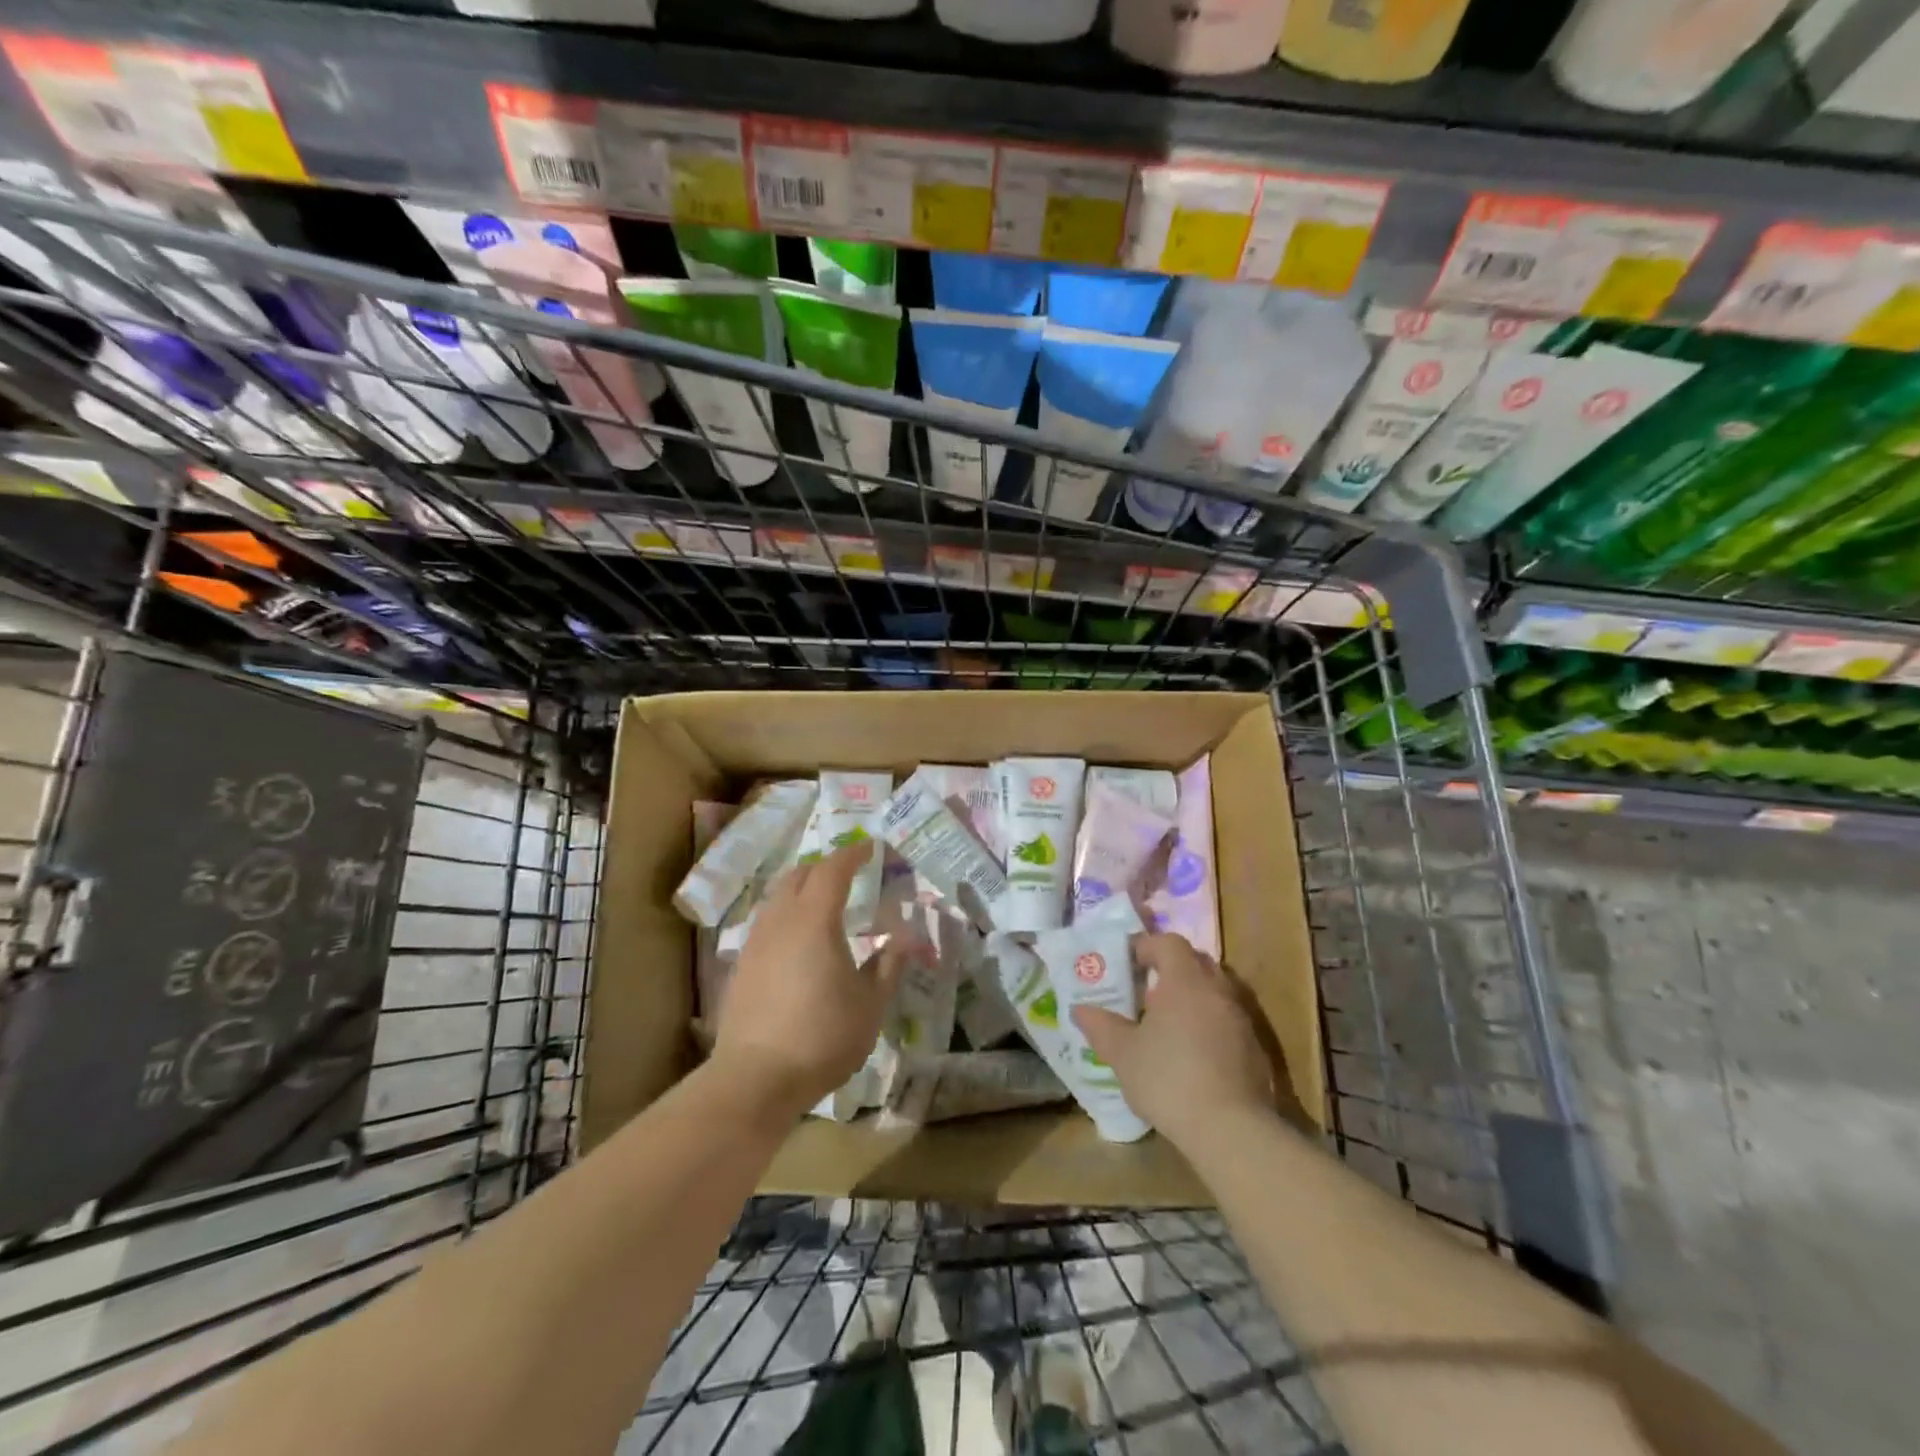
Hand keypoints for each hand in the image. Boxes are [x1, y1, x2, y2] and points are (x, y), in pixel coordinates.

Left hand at [712, 840, 907, 1120]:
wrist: (755, 1078)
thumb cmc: (822, 1037)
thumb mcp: (870, 1004)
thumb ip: (888, 965)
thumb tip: (902, 937)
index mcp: (815, 920)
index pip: (833, 870)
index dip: (852, 854)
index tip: (869, 847)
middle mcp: (781, 920)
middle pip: (799, 875)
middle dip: (825, 866)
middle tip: (848, 872)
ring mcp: (756, 942)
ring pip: (778, 897)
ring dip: (801, 888)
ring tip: (823, 902)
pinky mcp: (742, 965)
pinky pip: (767, 921)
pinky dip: (786, 914)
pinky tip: (797, 939)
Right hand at [1071, 932, 1272, 1148]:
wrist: (1231, 1130)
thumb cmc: (1169, 1080)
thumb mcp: (1123, 1054)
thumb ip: (1101, 1027)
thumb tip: (1080, 1009)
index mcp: (1185, 982)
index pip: (1169, 943)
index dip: (1147, 946)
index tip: (1127, 963)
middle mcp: (1217, 991)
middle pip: (1196, 961)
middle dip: (1171, 968)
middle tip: (1146, 990)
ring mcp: (1241, 1019)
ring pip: (1215, 991)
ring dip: (1192, 997)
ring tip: (1167, 1023)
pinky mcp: (1255, 1049)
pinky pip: (1227, 1020)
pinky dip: (1209, 1024)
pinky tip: (1193, 1054)